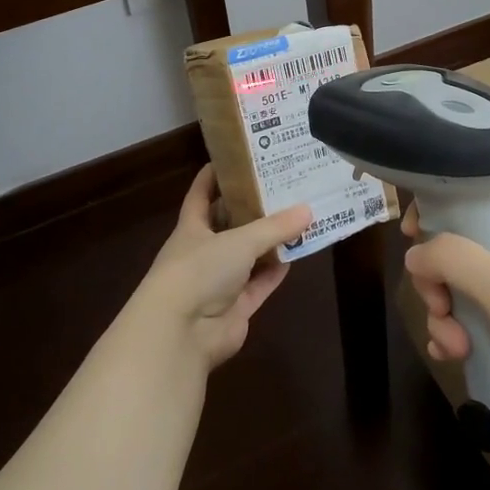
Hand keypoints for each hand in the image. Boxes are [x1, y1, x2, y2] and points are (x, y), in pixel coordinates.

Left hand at [131, 166, 311, 369]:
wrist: (181, 332)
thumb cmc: (199, 271)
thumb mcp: (239, 240)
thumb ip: (274, 227)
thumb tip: (308, 210)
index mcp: (192, 228)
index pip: (201, 194)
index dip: (215, 175)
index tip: (236, 157)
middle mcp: (203, 252)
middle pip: (230, 224)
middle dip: (253, 208)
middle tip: (283, 186)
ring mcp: (219, 283)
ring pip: (249, 256)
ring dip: (270, 242)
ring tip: (298, 217)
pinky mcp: (235, 308)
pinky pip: (260, 284)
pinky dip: (275, 271)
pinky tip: (296, 255)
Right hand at [403, 196, 489, 441]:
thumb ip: (451, 259)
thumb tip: (414, 253)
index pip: (472, 202)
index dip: (439, 213)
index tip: (411, 235)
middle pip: (457, 253)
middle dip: (438, 283)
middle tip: (441, 307)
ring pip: (460, 295)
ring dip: (446, 319)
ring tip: (456, 348)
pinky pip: (473, 328)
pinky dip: (458, 340)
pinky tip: (454, 358)